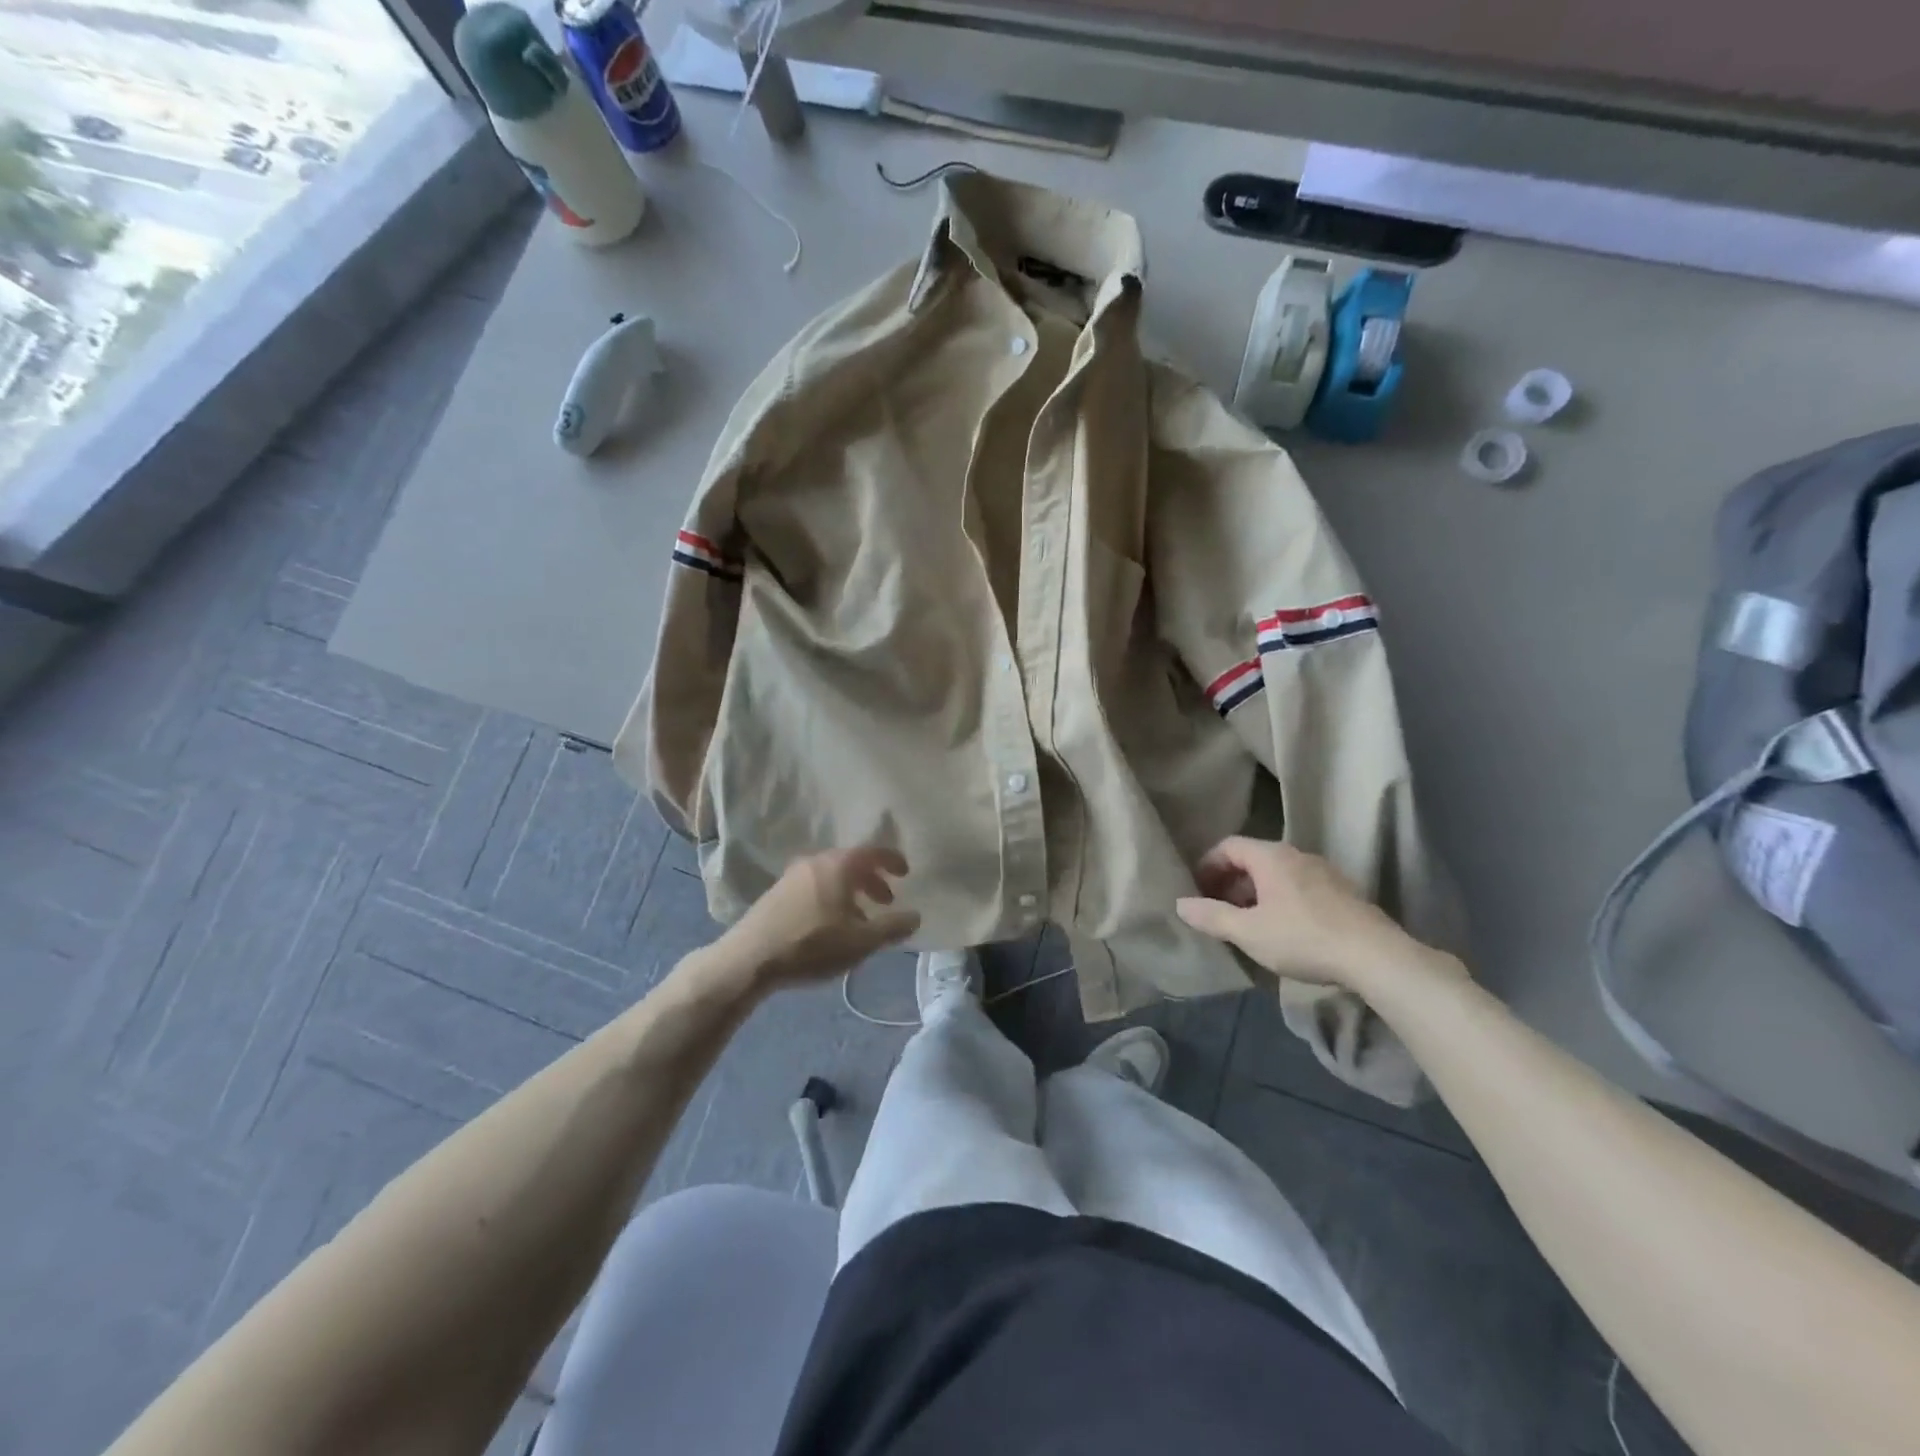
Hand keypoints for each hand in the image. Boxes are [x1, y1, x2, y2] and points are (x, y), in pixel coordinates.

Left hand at [712, 847, 919, 992]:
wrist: (749, 958)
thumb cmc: (812, 945)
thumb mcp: (861, 942)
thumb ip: (892, 927)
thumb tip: (916, 915)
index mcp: (839, 865)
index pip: (873, 852)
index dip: (892, 860)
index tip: (905, 873)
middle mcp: (816, 861)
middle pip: (851, 862)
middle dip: (872, 879)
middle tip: (886, 900)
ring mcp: (792, 875)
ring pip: (831, 876)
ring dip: (851, 891)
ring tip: (860, 918)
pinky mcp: (777, 893)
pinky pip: (814, 886)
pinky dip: (831, 897)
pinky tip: (831, 925)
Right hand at [1175, 836, 1454, 994]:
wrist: (1376, 957)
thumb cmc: (1303, 938)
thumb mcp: (1248, 932)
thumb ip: (1211, 916)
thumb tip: (1180, 904)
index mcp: (1271, 857)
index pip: (1228, 845)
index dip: (1207, 865)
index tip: (1197, 890)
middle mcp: (1297, 855)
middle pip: (1253, 859)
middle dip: (1230, 882)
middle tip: (1218, 910)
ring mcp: (1324, 872)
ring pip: (1277, 875)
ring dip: (1255, 893)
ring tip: (1247, 924)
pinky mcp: (1343, 892)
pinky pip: (1299, 887)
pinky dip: (1280, 900)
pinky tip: (1283, 931)